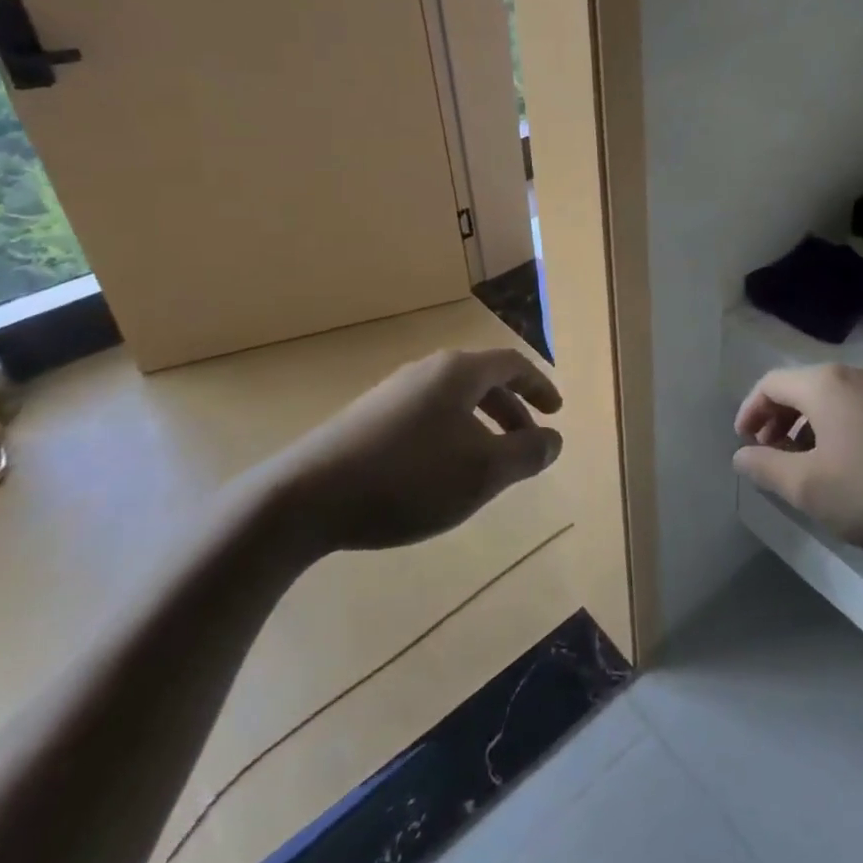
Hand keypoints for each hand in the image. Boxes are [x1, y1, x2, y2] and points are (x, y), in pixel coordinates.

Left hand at [260, 347, 563, 554]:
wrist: (306, 497)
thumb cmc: (409, 478)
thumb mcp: (484, 472)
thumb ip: (527, 454)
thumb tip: (554, 439)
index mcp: (458, 372)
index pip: (512, 365)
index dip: (539, 387)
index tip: (556, 412)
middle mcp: (426, 371)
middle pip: (482, 380)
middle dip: (511, 410)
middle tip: (528, 441)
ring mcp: (392, 393)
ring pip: (452, 400)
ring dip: (481, 425)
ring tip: (487, 463)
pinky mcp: (366, 419)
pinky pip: (426, 417)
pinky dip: (450, 435)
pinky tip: (439, 473)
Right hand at [732, 363, 862, 556]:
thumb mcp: (811, 488)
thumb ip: (768, 469)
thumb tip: (741, 455)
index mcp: (825, 384)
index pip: (771, 384)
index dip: (750, 410)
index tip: (744, 442)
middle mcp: (856, 377)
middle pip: (802, 389)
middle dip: (779, 421)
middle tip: (770, 455)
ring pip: (834, 402)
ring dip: (809, 429)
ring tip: (807, 468)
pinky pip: (861, 413)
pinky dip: (840, 433)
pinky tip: (850, 470)